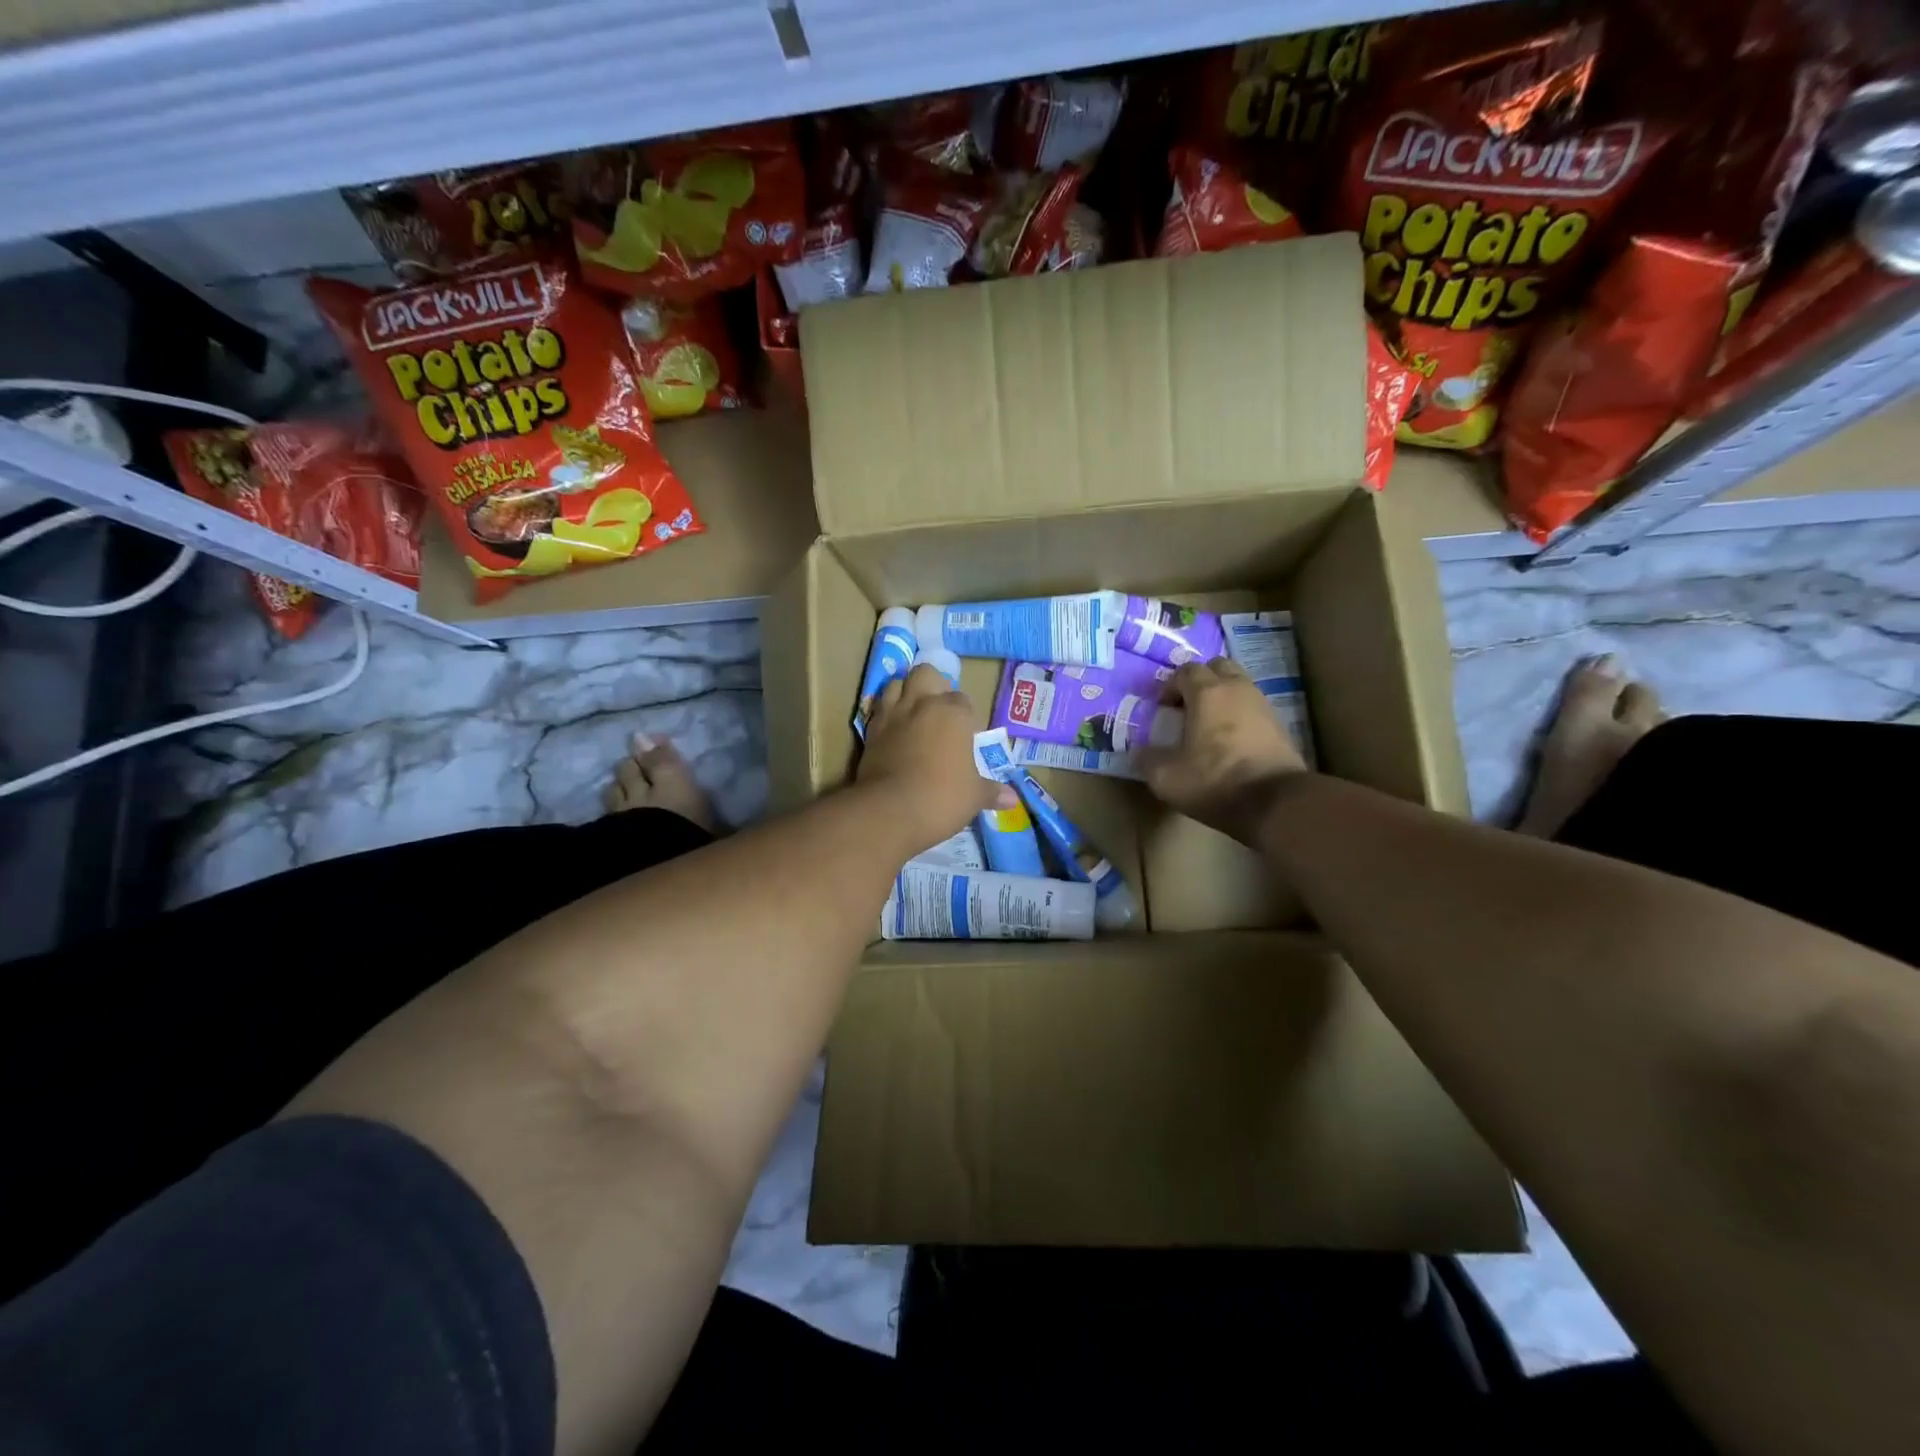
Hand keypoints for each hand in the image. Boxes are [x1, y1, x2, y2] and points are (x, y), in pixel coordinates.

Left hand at [858, 664, 1012, 852]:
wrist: (889, 811)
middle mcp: (922, 704)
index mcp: (953, 713)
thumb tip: (1013, 800)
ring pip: (897, 683)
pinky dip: (886, 713)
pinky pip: (878, 708)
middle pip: (927, 674)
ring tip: (914, 713)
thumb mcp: (974, 797)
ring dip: (906, 692)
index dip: (966, 716)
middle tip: (940, 711)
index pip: (963, 700)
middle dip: (934, 686)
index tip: (967, 735)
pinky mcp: (870, 731)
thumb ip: (992, 792)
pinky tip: (893, 729)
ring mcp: (893, 715)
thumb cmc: (942, 798)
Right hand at [1135, 658, 1307, 843]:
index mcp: (1207, 693)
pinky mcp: (1279, 725)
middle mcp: (1237, 689)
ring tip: (1209, 723)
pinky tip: (1231, 739)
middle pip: (1217, 667)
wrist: (1275, 802)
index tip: (1162, 709)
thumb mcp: (1166, 777)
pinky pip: (1253, 706)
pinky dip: (1239, 714)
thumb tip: (1140, 752)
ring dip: (1222, 696)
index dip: (1170, 686)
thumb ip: (1148, 759)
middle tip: (1187, 706)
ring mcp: (1262, 705)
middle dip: (1200, 680)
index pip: (1185, 671)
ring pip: (1239, 684)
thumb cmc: (1214, 781)